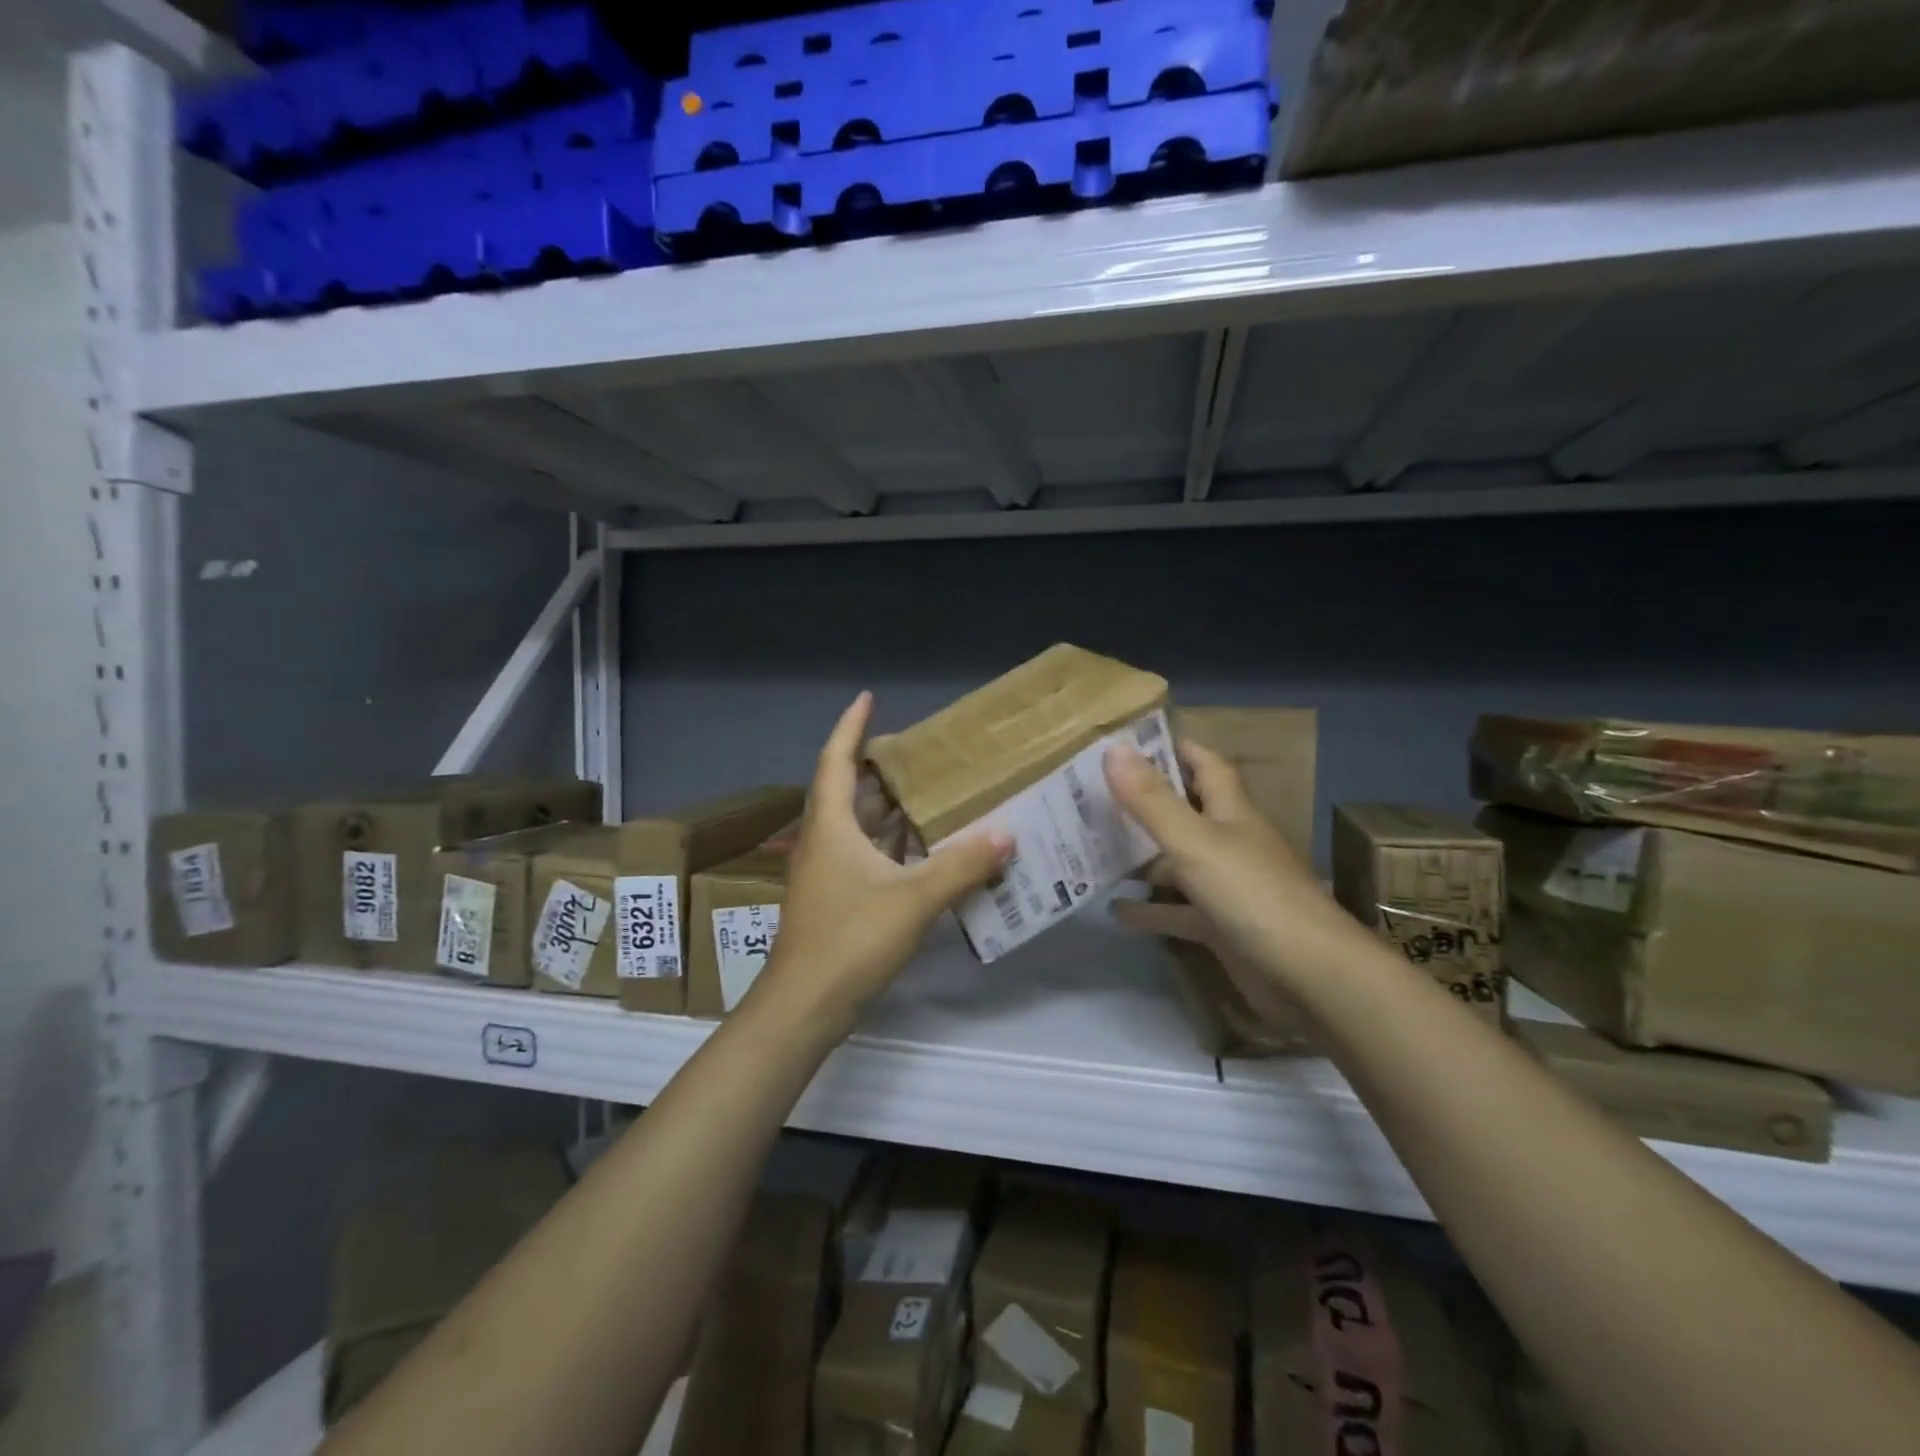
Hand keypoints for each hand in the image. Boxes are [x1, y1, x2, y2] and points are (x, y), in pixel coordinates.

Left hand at [761, 692, 1012, 1032]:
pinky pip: (867, 857)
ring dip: (888, 809)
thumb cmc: (850, 940)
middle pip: (848, 791)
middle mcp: (824, 842)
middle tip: (918, 752)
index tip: (868, 698)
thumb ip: (962, 865)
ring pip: (858, 827)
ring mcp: (827, 874)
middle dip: (877, 767)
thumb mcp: (914, 899)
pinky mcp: (836, 901)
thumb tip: (1006, 833)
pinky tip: (924, 851)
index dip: (851, 727)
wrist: (804, 1007)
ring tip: (929, 793)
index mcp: (832, 826)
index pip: (836, 760)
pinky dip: (893, 846)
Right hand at [1104, 739, 1360, 991]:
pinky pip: (1178, 912)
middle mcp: (1231, 843)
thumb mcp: (1195, 842)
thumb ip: (1152, 800)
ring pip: (1178, 864)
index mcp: (1231, 812)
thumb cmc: (1253, 895)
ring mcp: (1228, 888)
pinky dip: (1150, 910)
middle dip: (1146, 804)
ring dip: (1142, 858)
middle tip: (1093, 796)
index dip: (1175, 749)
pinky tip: (1114, 910)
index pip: (1205, 765)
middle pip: (1185, 813)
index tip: (1132, 741)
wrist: (1311, 977)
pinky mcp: (1223, 928)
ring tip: (1092, 850)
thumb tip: (1113, 747)